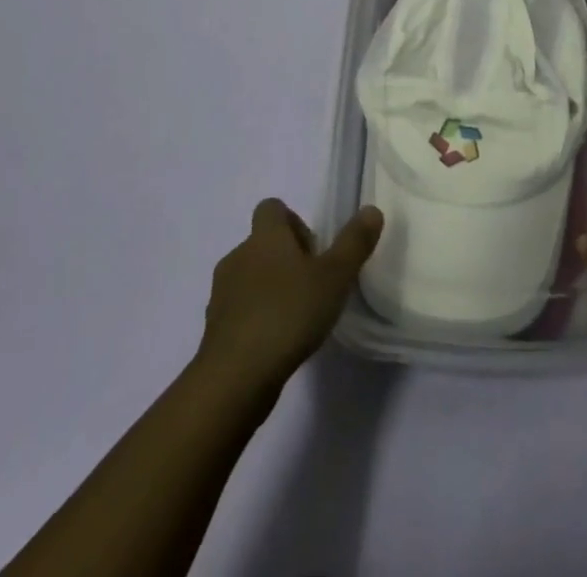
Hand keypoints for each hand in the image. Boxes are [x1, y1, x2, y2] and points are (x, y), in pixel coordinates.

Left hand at [196, 199, 382, 392]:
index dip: (293, 222)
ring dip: (270, 289)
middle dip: (286, 259)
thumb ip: (354, 243)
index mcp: (265, 236)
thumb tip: (372, 210)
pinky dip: (255, 317)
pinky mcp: (214, 327)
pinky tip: (275, 343)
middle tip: (313, 286)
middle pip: (262, 243)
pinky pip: (238, 310)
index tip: (313, 251)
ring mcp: (222, 292)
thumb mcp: (334, 277)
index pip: (272, 208)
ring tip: (296, 317)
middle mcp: (239, 255)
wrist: (235, 377)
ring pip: (249, 276)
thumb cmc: (288, 314)